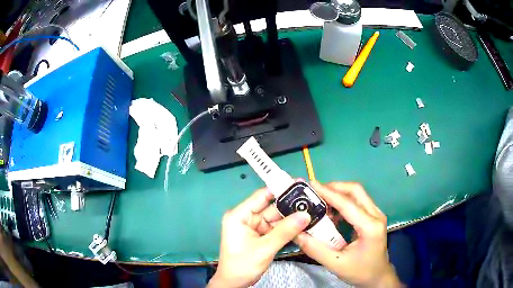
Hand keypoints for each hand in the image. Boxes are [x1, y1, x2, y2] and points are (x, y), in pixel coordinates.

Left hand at [208, 188, 310, 287]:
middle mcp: (247, 218)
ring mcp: (255, 228)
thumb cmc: (242, 265)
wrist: (235, 283)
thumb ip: (285, 231)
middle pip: (272, 207)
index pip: (261, 196)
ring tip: (312, 211)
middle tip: (312, 200)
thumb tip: (305, 214)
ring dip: (292, 217)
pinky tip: (303, 224)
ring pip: (277, 219)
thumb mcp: (264, 248)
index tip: (300, 184)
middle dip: (291, 206)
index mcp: (240, 215)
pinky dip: (289, 228)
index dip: (280, 189)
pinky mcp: (261, 237)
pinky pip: (277, 229)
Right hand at [295, 181, 402, 287]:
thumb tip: (297, 233)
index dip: (328, 192)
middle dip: (334, 187)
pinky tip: (332, 210)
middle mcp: (376, 215)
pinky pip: (359, 201)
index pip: (347, 204)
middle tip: (315, 191)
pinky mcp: (374, 217)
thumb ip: (315, 249)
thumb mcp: (336, 264)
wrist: (378, 276)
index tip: (311, 184)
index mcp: (370, 227)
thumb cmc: (360, 272)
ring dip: (339, 192)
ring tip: (321, 199)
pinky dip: (344, 201)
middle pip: (356, 191)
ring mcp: (377, 214)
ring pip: (358, 194)